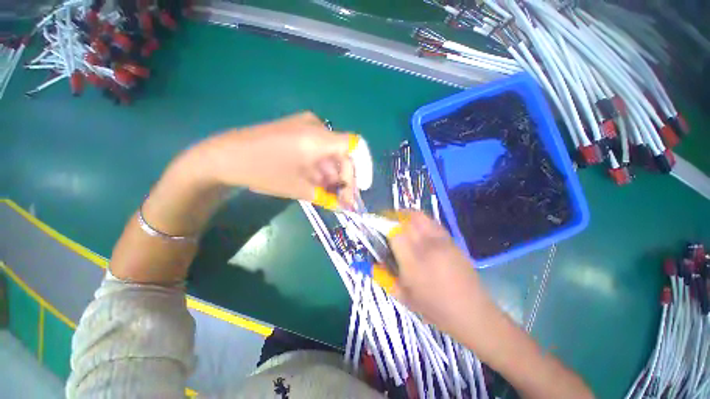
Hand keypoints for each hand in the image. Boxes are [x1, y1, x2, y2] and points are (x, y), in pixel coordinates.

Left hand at [195, 112, 359, 208]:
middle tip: (342, 200)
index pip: (356, 146)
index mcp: (318, 138)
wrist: (224, 157)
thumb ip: (327, 197)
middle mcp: (316, 126)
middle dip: (345, 179)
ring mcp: (305, 125)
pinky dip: (322, 167)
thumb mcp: (300, 188)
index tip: (361, 189)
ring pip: (330, 153)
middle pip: (343, 153)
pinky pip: (318, 149)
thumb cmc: (263, 172)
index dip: (364, 168)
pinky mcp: (297, 130)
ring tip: (328, 195)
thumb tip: (346, 206)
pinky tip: (317, 182)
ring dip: (332, 175)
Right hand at [389, 212, 492, 336]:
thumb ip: (386, 278)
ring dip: (408, 216)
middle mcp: (427, 247)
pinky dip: (422, 221)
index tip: (381, 232)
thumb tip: (373, 264)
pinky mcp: (452, 241)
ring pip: (421, 217)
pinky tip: (419, 229)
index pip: (395, 234)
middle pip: (408, 221)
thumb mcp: (405, 298)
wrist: (473, 313)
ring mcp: (442, 242)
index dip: (386, 230)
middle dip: (395, 219)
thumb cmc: (436, 309)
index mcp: (414, 263)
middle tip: (389, 224)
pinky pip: (433, 223)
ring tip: (402, 221)